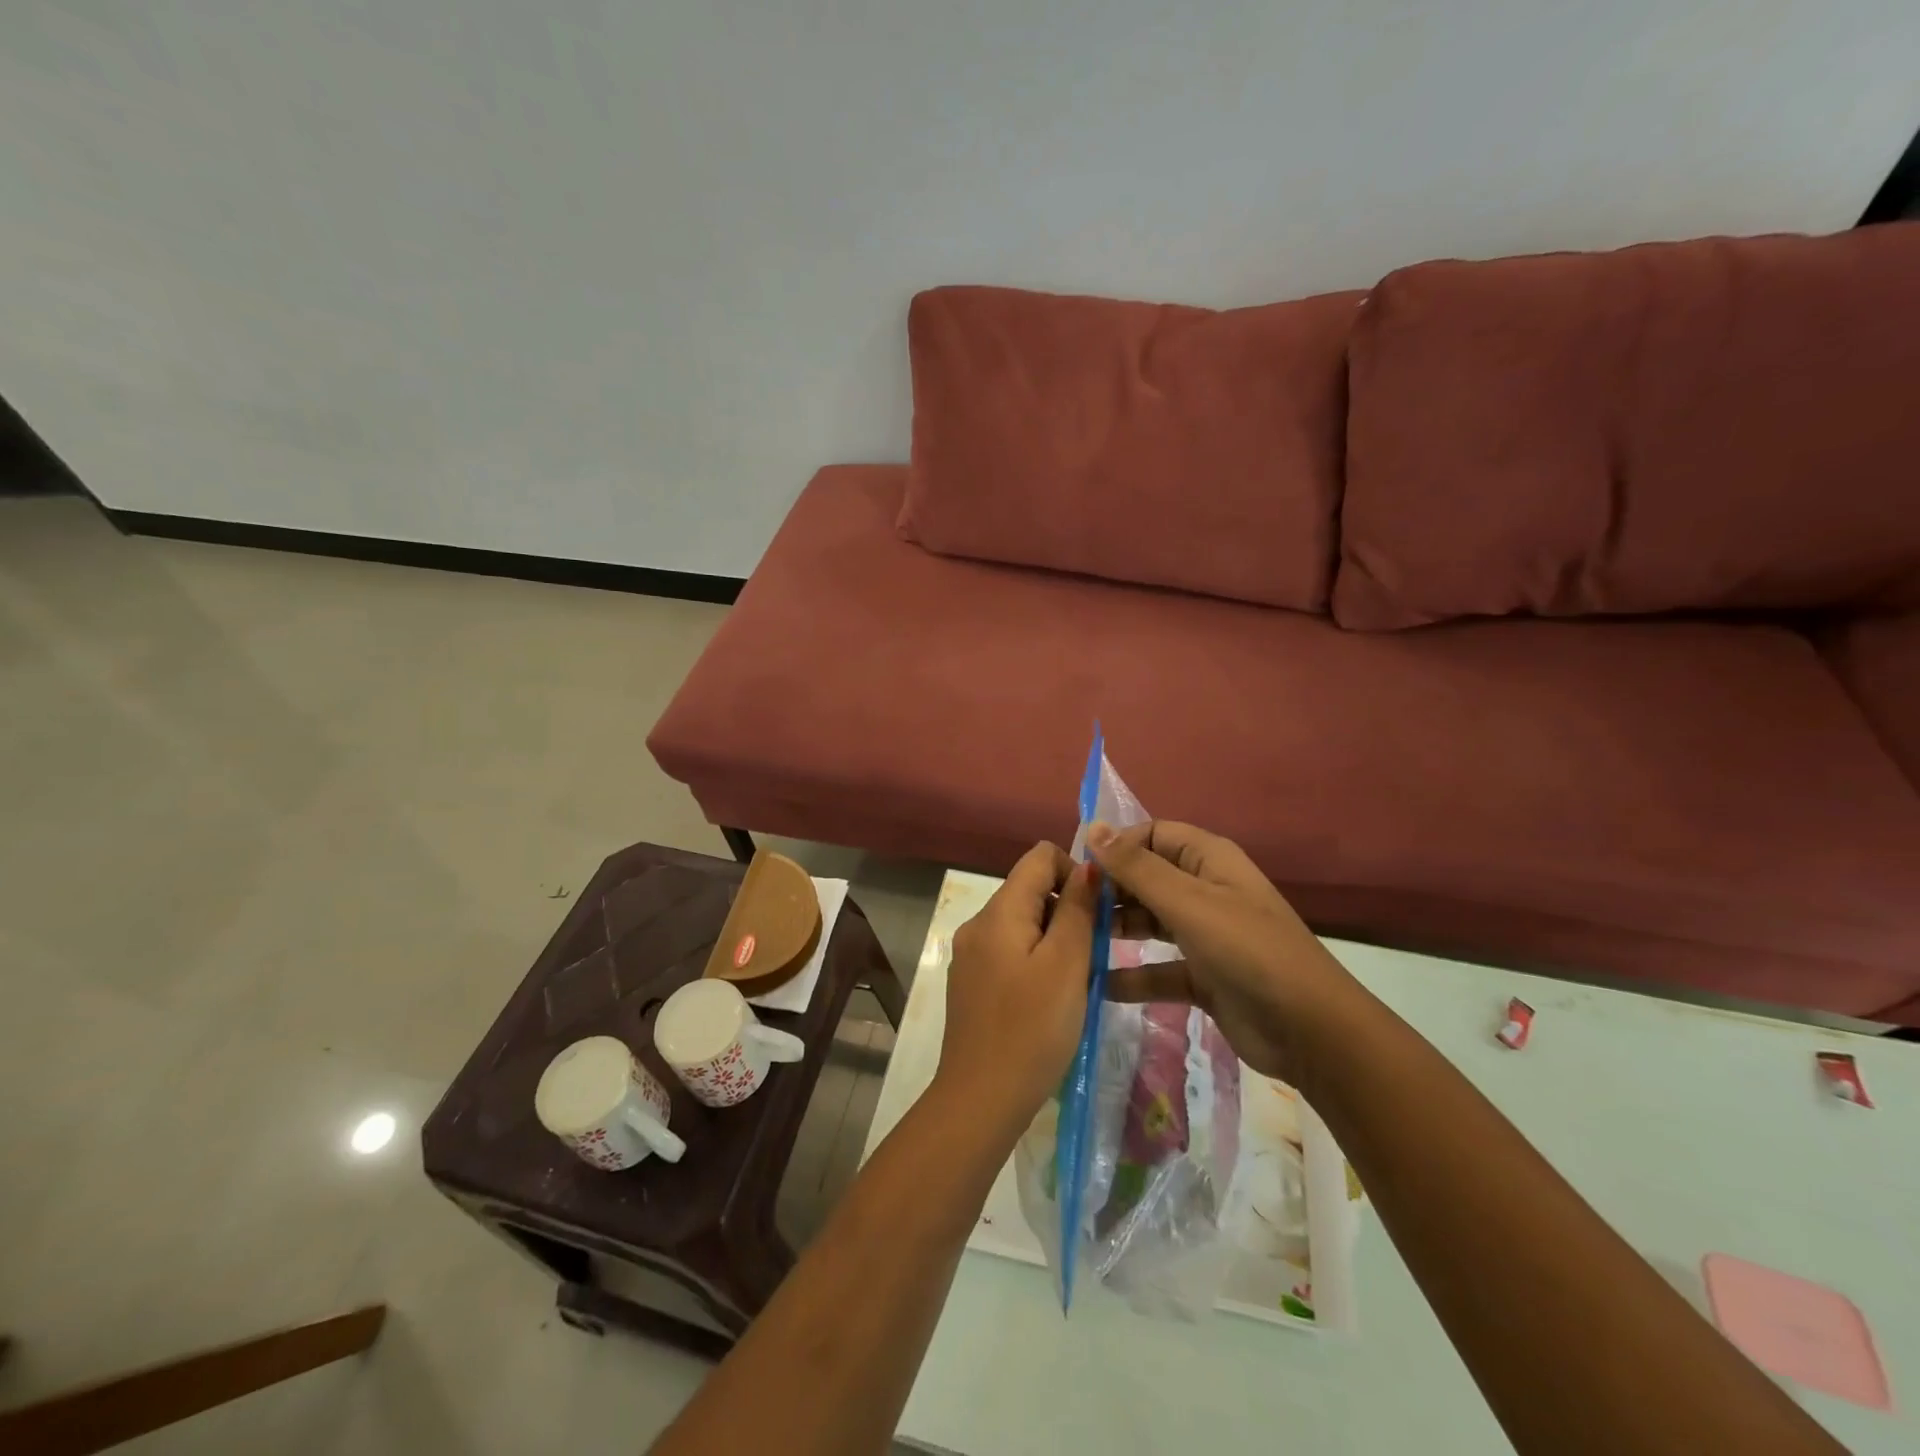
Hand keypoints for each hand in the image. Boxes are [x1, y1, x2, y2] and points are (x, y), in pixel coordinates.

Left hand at [939, 842, 1098, 1136]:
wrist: (980, 1099)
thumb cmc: (1032, 1029)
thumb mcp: (1066, 965)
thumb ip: (1078, 910)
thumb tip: (1088, 866)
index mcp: (998, 912)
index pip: (1039, 857)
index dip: (1075, 871)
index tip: (1099, 911)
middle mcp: (978, 924)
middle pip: (1031, 889)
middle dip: (1069, 909)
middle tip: (1094, 953)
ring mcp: (971, 955)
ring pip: (1023, 923)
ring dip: (1056, 937)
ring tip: (1077, 979)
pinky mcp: (972, 982)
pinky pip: (1011, 951)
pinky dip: (1037, 959)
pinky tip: (1052, 998)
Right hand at [1090, 820, 1359, 1081]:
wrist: (1311, 1031)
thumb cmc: (1248, 951)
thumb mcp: (1189, 903)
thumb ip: (1137, 868)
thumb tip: (1092, 827)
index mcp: (1208, 860)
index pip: (1152, 835)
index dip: (1115, 846)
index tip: (1079, 869)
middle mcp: (1205, 890)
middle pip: (1146, 877)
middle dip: (1110, 890)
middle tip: (1069, 909)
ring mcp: (1205, 934)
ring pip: (1149, 921)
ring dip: (1116, 929)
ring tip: (1074, 942)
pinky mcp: (1203, 976)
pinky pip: (1158, 968)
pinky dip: (1131, 976)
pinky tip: (1096, 985)